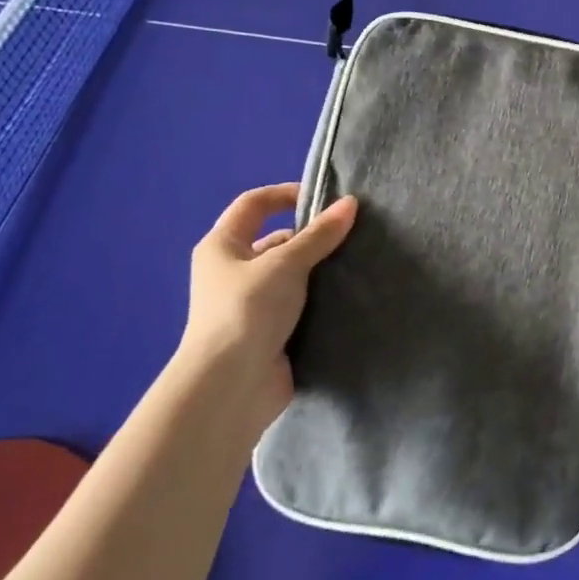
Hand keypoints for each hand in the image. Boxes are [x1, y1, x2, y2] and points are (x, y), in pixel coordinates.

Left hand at [177, 183, 357, 440]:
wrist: (232, 386)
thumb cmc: (248, 311)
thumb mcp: (285, 264)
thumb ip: (319, 235)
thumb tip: (350, 203)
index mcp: (221, 246)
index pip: (253, 204)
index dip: (286, 193)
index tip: (325, 197)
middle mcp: (231, 272)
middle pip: (275, 241)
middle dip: (310, 237)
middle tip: (351, 236)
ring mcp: (250, 305)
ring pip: (290, 276)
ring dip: (318, 271)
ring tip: (356, 264)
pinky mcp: (268, 333)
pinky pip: (298, 306)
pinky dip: (318, 301)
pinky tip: (347, 298)